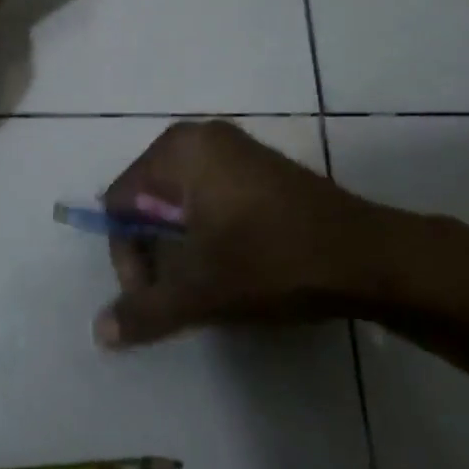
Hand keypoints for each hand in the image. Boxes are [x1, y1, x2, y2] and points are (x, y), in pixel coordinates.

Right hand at [95, 120, 417, 348]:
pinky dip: (210, 231)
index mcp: (179, 150)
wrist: (368, 256)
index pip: (121, 202)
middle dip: (156, 250)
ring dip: (183, 245)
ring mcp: (235, 149)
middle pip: (150, 199)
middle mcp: (201, 137)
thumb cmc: (273, 260)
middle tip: (181, 292)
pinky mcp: (261, 168)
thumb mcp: (202, 290)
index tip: (154, 295)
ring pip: (182, 202)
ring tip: (209, 283)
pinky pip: (212, 197)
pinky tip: (234, 263)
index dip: (128, 255)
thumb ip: (145, 309)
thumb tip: (99, 331)